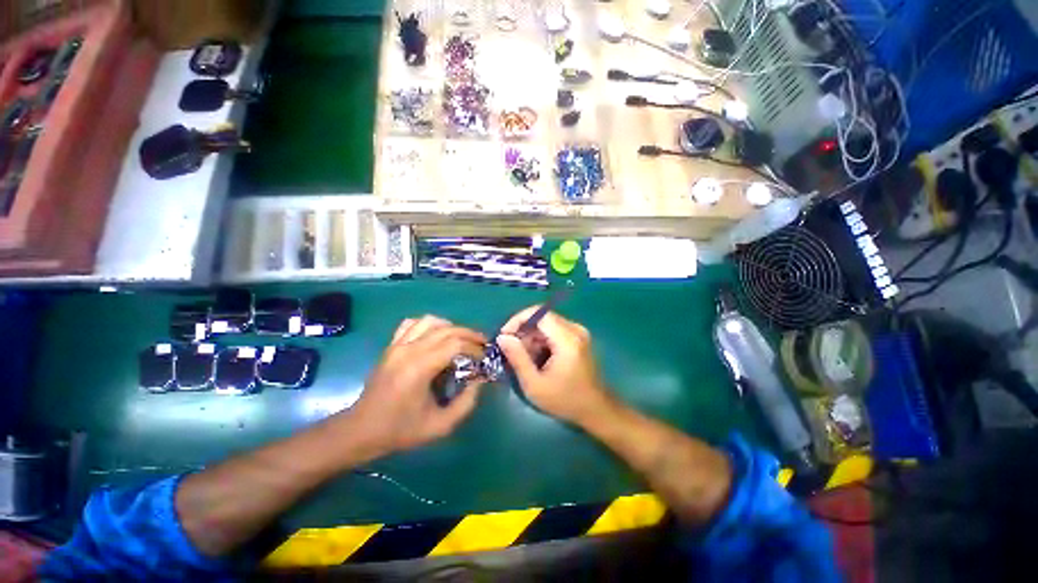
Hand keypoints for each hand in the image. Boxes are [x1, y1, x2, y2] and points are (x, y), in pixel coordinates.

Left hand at [350, 316, 487, 454]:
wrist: (361, 430)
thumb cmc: (401, 430)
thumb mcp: (440, 425)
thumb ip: (466, 403)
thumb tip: (479, 380)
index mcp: (420, 368)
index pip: (455, 344)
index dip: (475, 347)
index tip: (484, 358)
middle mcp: (409, 350)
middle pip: (447, 329)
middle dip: (469, 334)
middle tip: (482, 344)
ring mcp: (397, 345)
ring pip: (430, 321)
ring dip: (451, 327)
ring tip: (460, 340)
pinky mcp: (391, 346)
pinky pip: (412, 323)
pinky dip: (428, 325)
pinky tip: (435, 336)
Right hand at [497, 308, 610, 424]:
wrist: (595, 409)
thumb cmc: (565, 400)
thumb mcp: (534, 384)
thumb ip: (517, 358)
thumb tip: (502, 337)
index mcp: (567, 339)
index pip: (538, 313)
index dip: (518, 319)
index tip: (505, 335)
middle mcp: (575, 330)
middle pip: (542, 318)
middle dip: (524, 331)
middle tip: (513, 351)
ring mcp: (578, 332)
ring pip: (547, 324)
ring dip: (532, 337)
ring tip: (525, 359)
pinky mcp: (578, 338)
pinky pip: (554, 330)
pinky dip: (541, 341)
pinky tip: (537, 358)